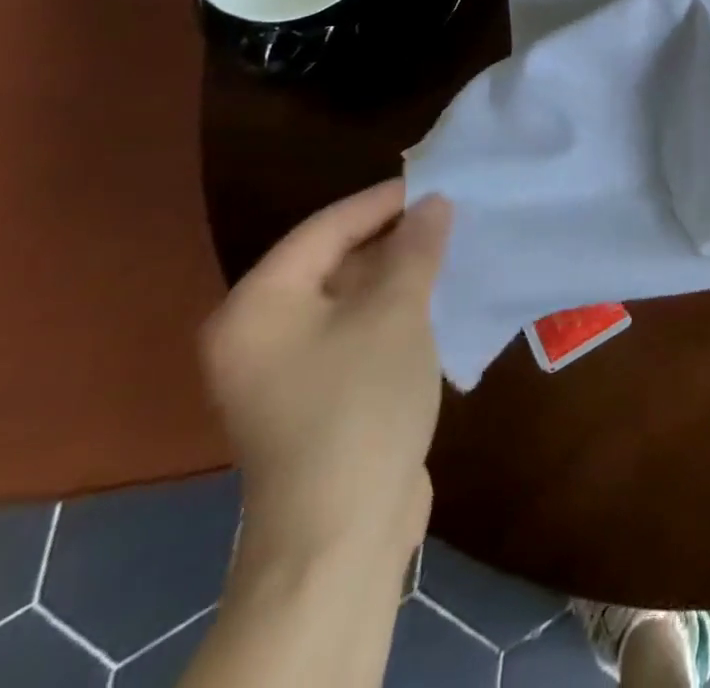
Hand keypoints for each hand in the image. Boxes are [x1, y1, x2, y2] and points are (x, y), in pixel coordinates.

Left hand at [201, 181, 451, 574]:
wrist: (342, 528)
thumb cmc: (360, 404)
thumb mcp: (396, 313)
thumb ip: (415, 248)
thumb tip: (434, 202)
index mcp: (257, 306)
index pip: (325, 228)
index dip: (384, 200)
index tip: (439, 182)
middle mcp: (257, 333)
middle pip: (331, 260)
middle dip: (393, 235)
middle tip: (451, 213)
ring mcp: (282, 369)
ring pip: (346, 296)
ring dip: (398, 272)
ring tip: (452, 246)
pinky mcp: (312, 395)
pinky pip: (353, 329)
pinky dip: (392, 308)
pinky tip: (436, 296)